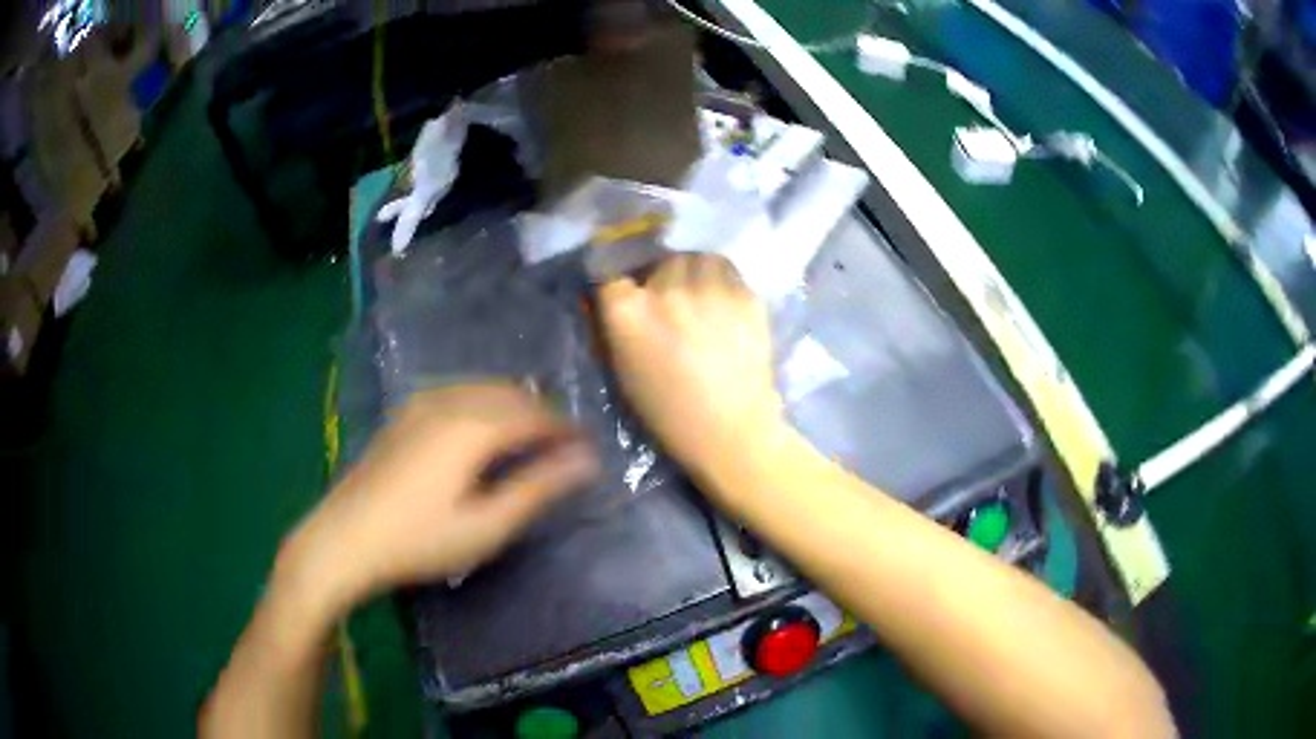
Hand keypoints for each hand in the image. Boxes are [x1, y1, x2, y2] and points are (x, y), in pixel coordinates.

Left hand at [276, 384, 598, 617]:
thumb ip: (537, 488)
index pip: (535, 416)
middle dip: (542, 414)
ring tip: (529, 438)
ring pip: (482, 389)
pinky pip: (457, 394)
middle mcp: (449, 402)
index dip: (566, 429)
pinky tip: (480, 429)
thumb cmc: (419, 541)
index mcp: (473, 426)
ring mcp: (420, 405)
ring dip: (513, 406)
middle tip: (563, 446)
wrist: (344, 539)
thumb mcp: (486, 525)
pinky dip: (483, 404)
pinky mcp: (403, 416)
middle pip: (510, 394)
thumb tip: (586, 461)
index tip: (589, 447)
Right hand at [597, 253, 783, 474]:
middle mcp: (666, 289)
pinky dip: (722, 283)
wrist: (732, 431)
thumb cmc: (669, 412)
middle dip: (662, 277)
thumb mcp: (624, 369)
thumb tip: (615, 293)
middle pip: (659, 261)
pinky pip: (727, 271)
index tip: (629, 290)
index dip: (621, 281)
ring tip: (702, 298)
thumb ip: (615, 325)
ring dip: (694, 273)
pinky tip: (725, 308)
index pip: (612, 271)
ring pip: (696, 258)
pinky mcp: (745, 293)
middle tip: (672, 302)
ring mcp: (709, 288)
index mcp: (627, 312)